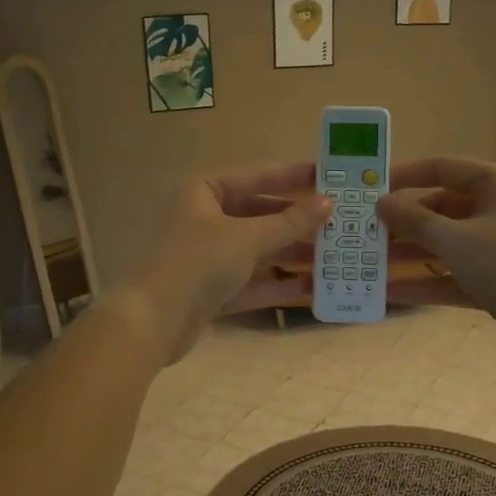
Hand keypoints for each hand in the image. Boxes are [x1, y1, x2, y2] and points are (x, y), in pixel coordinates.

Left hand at [128, 163, 332, 359]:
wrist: (156, 320)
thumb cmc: (200, 262)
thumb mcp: (248, 237)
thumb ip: (290, 222)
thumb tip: (328, 203)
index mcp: (206, 191)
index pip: (257, 176)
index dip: (293, 176)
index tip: (329, 175)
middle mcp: (206, 218)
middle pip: (261, 214)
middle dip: (298, 222)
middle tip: (338, 222)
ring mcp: (209, 256)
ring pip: (259, 250)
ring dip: (293, 254)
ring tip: (334, 257)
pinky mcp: (214, 290)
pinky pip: (254, 281)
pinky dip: (279, 284)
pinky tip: (313, 288)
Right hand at [376, 157, 495, 361]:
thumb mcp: (457, 240)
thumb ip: (415, 221)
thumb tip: (381, 202)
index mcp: (492, 184)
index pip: (440, 169)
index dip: (403, 176)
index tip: (368, 190)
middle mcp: (493, 210)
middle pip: (437, 210)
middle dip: (400, 224)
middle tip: (360, 234)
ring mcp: (494, 248)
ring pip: (442, 246)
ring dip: (408, 256)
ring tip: (366, 264)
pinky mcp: (494, 282)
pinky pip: (451, 276)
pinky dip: (425, 283)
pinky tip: (389, 292)